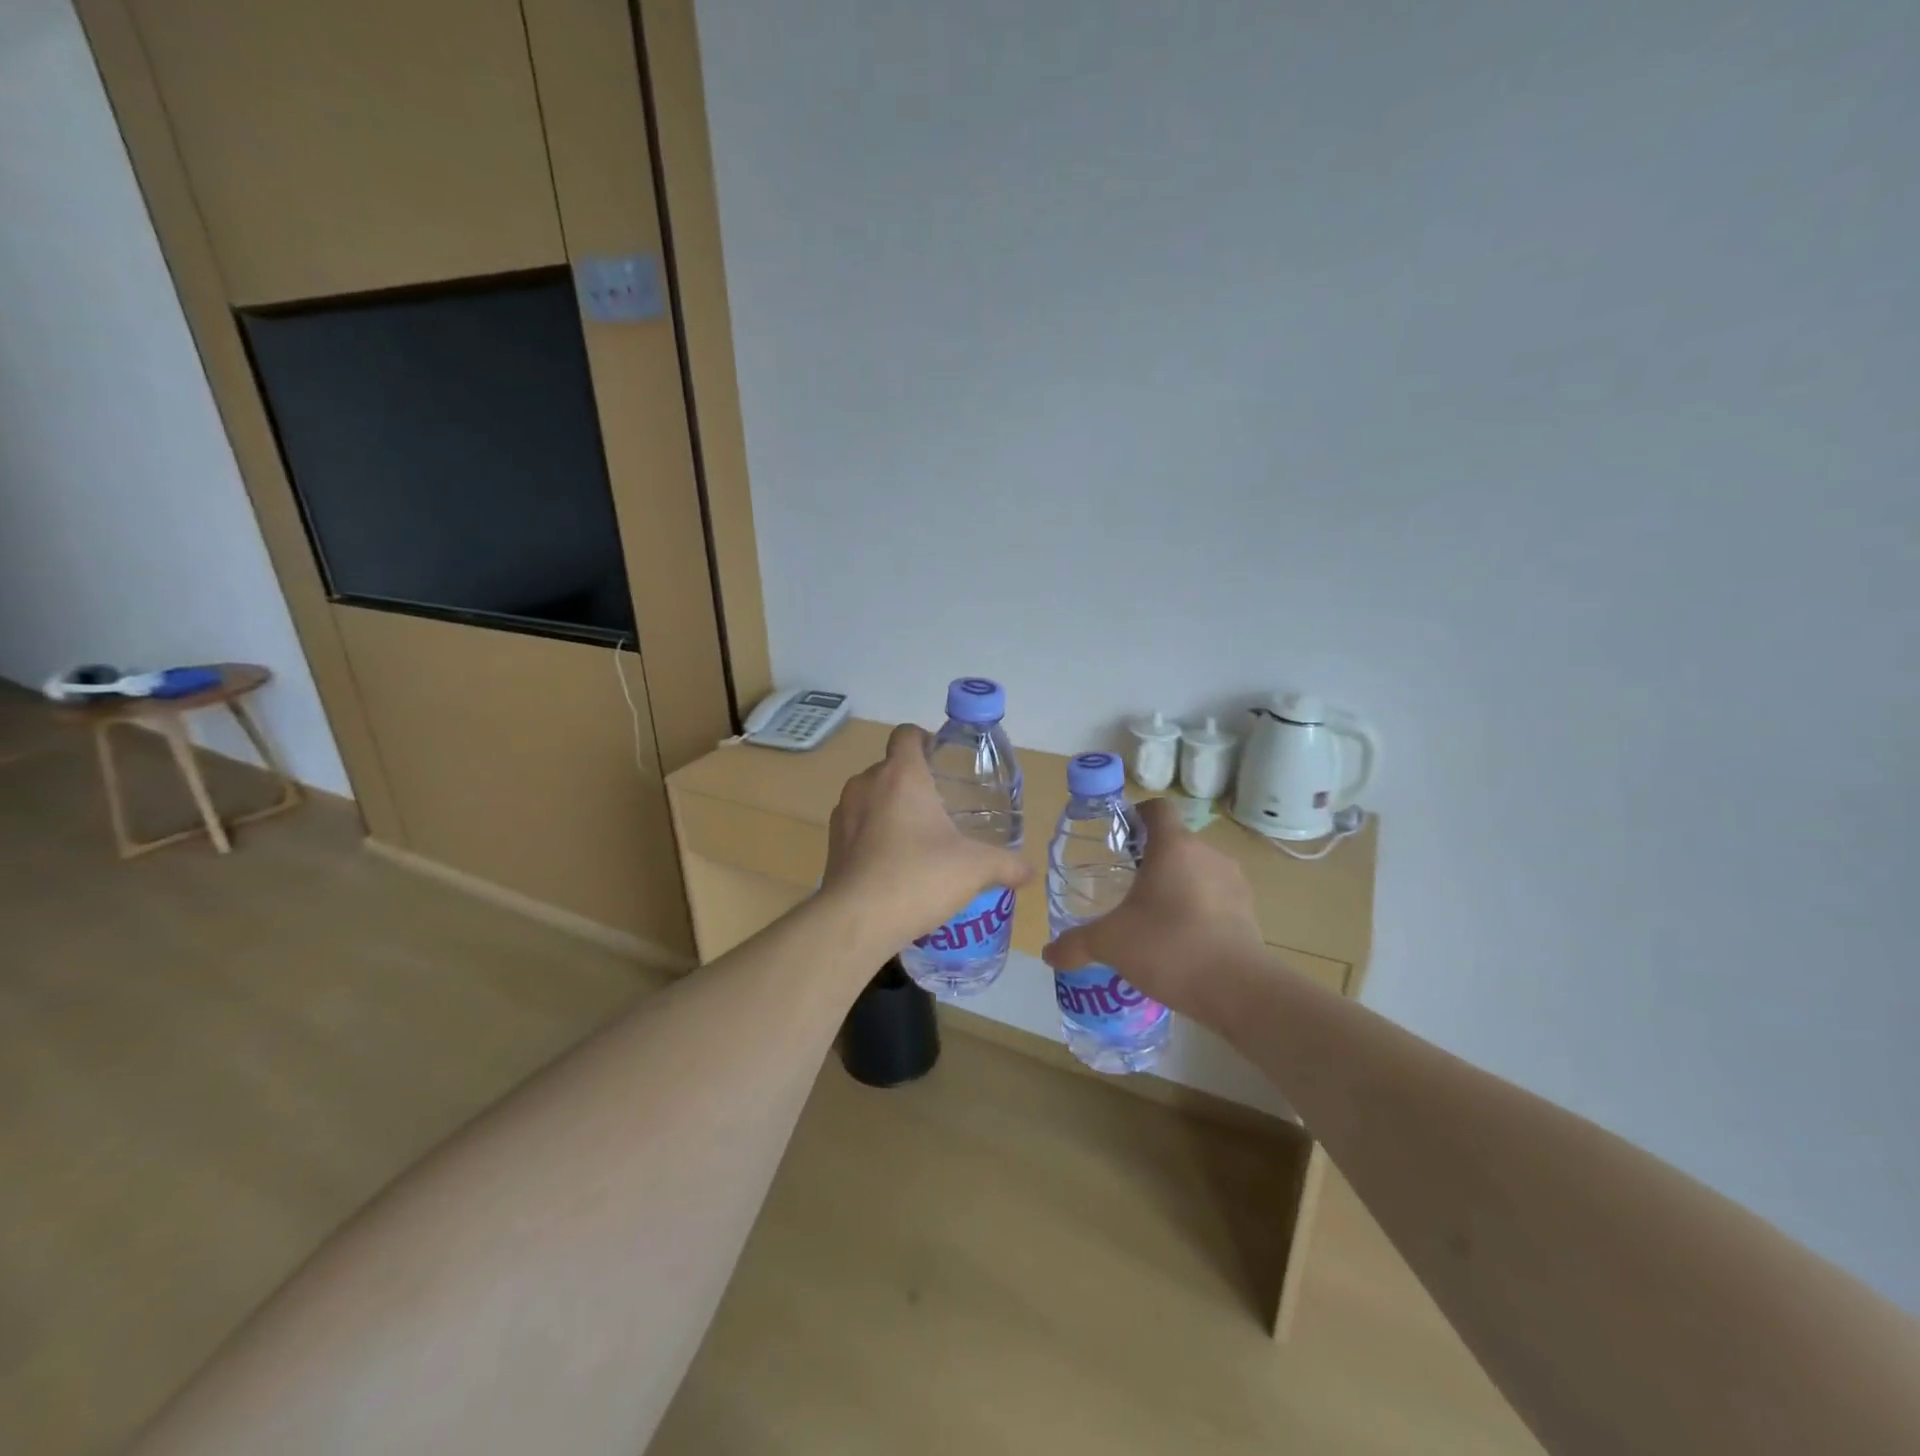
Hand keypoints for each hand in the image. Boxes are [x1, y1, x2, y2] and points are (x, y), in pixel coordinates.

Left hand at [823, 724, 1031, 951]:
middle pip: (890, 767)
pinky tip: (893, 863)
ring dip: (890, 808)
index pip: (907, 734)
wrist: (857, 921)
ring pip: (870, 796)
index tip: (942, 761)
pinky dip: (873, 834)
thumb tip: (1029, 871)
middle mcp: (867, 784)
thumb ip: (1006, 865)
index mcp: (901, 775)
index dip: (924, 740)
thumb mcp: (974, 869)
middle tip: (940, 807)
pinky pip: (857, 825)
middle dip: (913, 781)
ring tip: (917, 838)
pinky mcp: (832, 843)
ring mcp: (844, 813)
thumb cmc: (919, 877)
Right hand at [1042, 798, 1264, 1018]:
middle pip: (1175, 842)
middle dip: (1151, 859)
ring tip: (1153, 917)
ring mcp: (1234, 882)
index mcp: (1173, 846)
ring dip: (1177, 885)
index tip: (1119, 840)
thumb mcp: (1110, 944)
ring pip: (1198, 870)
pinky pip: (1216, 898)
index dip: (1136, 817)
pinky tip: (1181, 941)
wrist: (1238, 990)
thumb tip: (1049, 953)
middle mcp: (1207, 854)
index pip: (1157, 809)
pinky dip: (1199, 910)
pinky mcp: (1249, 912)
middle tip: (1126, 886)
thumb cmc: (1168, 947)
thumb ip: (1076, 944)